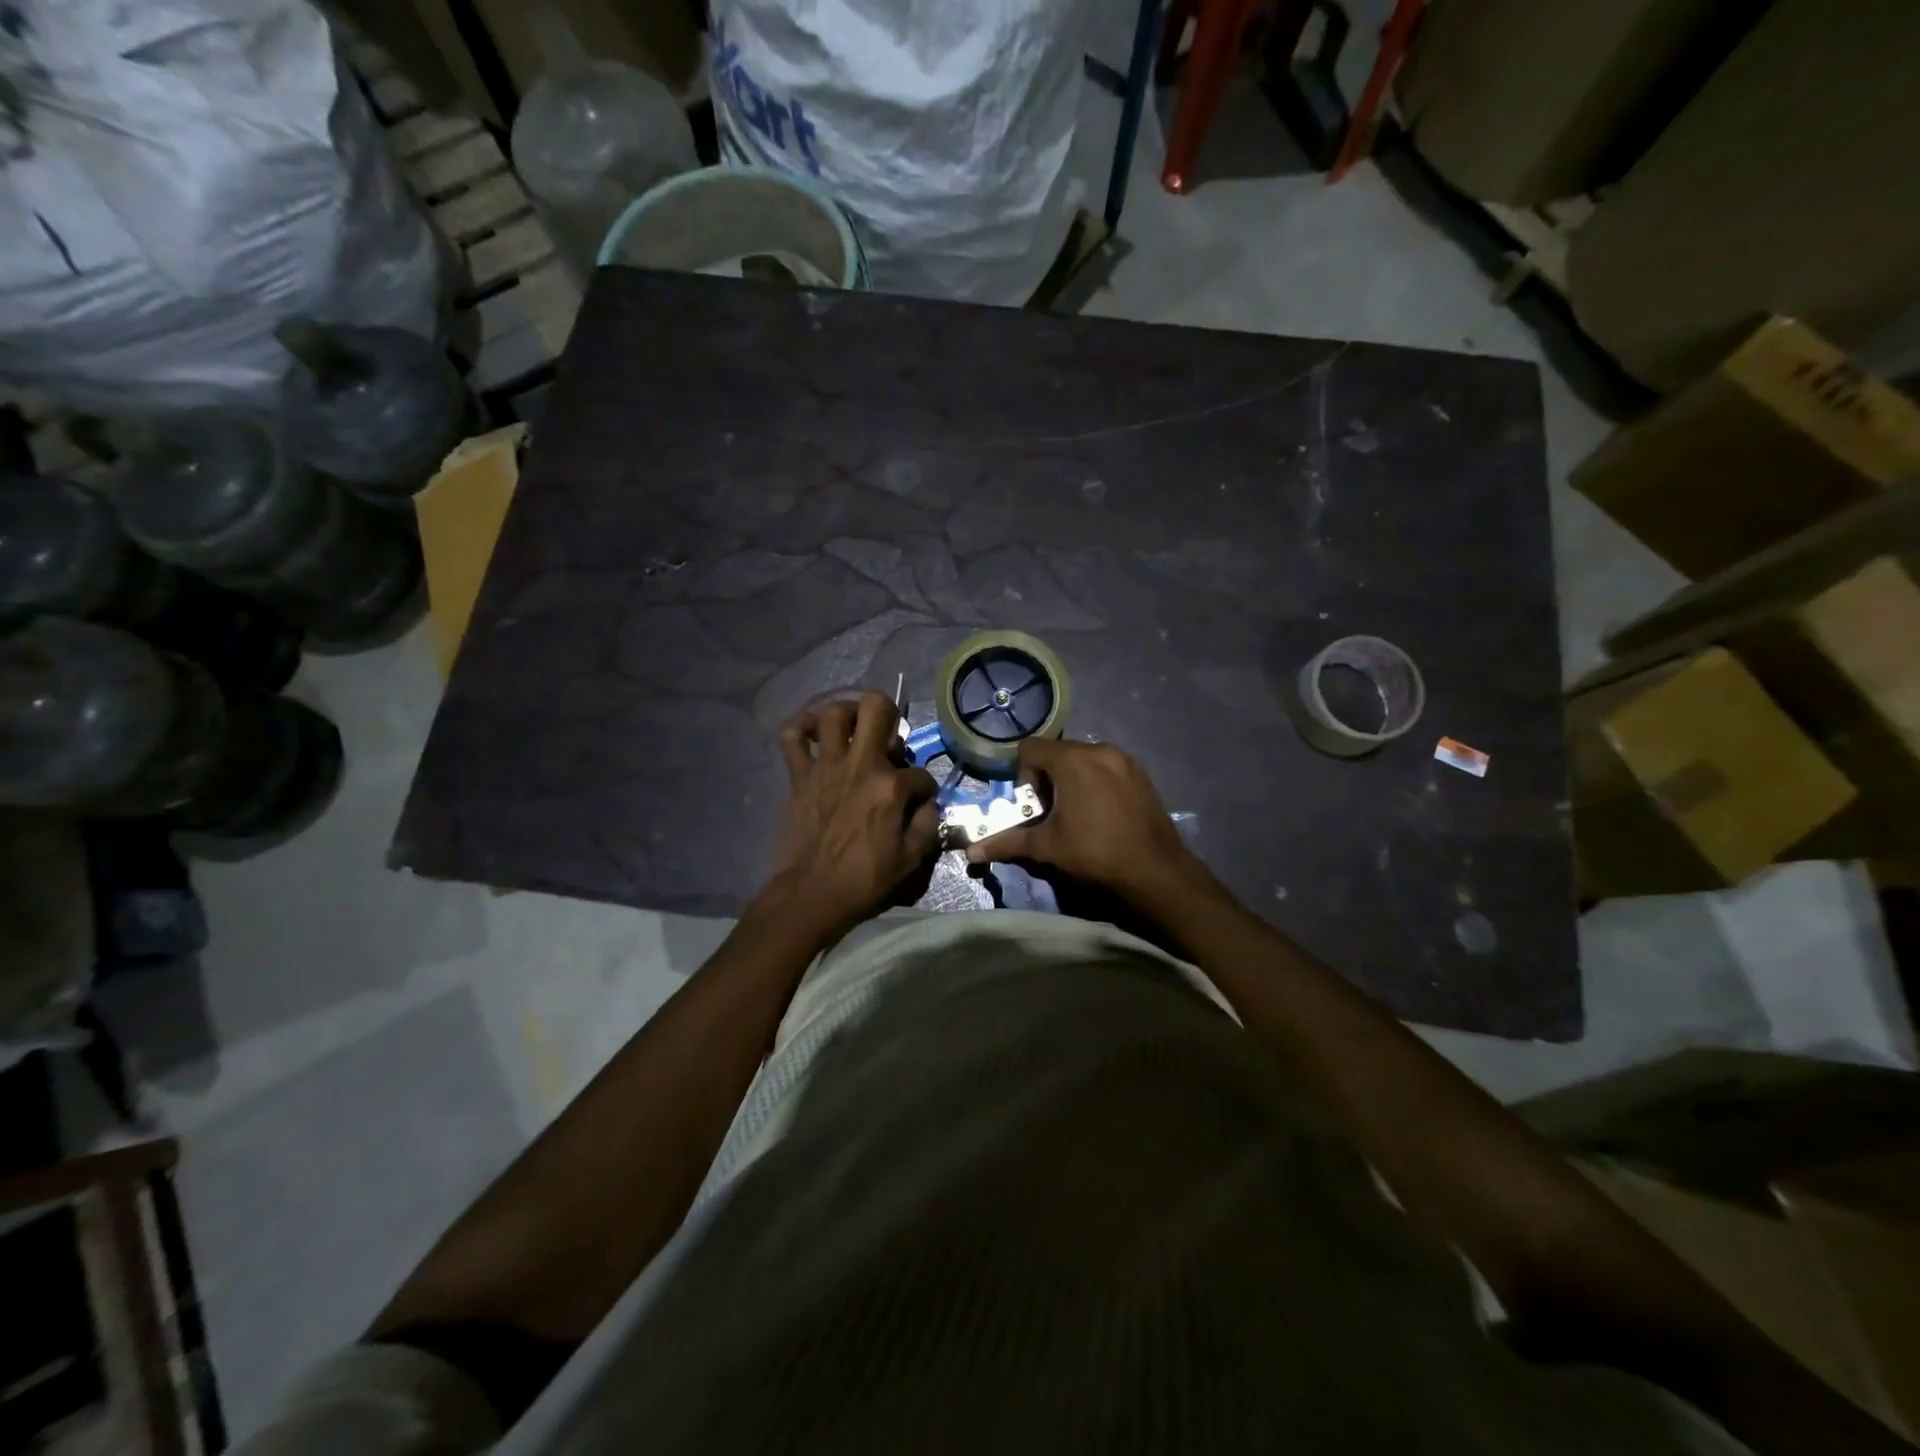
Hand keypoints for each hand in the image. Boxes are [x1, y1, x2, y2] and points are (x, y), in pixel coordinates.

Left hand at [763, 692, 939, 934]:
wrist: (811, 894)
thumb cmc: (864, 880)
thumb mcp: (912, 860)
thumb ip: (927, 824)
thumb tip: (927, 804)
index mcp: (891, 787)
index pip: (921, 774)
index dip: (926, 789)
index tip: (920, 805)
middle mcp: (860, 765)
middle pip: (876, 708)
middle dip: (889, 713)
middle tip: (888, 735)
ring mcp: (826, 766)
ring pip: (833, 713)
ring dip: (847, 713)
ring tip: (854, 728)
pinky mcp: (799, 775)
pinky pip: (792, 737)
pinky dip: (801, 727)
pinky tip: (813, 732)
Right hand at [965, 738, 1204, 904]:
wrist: (1155, 870)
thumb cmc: (1095, 853)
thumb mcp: (1047, 847)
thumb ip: (1008, 843)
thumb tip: (970, 853)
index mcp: (1072, 760)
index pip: (1030, 747)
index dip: (1024, 775)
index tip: (1034, 805)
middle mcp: (1099, 749)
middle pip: (1058, 751)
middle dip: (1047, 778)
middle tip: (1052, 813)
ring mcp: (1124, 759)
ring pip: (1084, 758)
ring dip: (1072, 779)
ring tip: (1077, 814)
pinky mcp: (1141, 773)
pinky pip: (1107, 766)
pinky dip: (1096, 781)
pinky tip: (1102, 813)